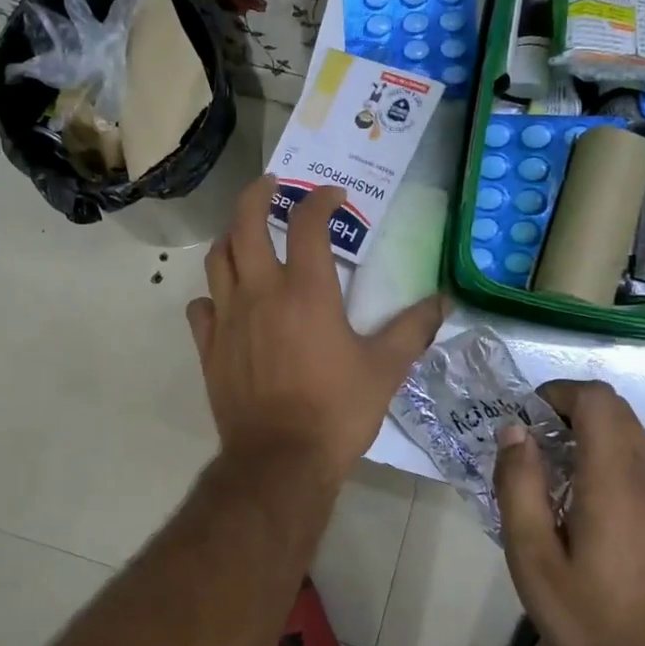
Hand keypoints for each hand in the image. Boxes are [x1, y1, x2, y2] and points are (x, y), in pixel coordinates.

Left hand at [187, 175, 445, 483]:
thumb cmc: (336, 410)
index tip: (333, 197)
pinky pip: (201, 308)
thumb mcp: (385, 369)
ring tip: (246, 235)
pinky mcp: (208, 347)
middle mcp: (260, 293)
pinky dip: (212, 296)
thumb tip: (443, 301)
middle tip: (271, 186)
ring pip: (217, 259)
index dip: (320, 200)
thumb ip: (412, 329)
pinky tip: (225, 302)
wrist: (280, 460)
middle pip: (245, 224)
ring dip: (232, 238)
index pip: (307, 223)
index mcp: (306, 291)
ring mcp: (227, 318)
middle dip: (257, 195)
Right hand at [494, 380, 644, 645]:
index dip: (558, 393)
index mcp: (615, 479)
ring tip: (558, 475)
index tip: (528, 419)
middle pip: (615, 409)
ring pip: (633, 433)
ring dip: (593, 434)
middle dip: (570, 410)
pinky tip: (592, 502)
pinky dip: (614, 457)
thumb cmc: (590, 618)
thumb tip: (514, 432)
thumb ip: (519, 486)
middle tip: (534, 447)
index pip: (596, 399)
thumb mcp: (532, 557)